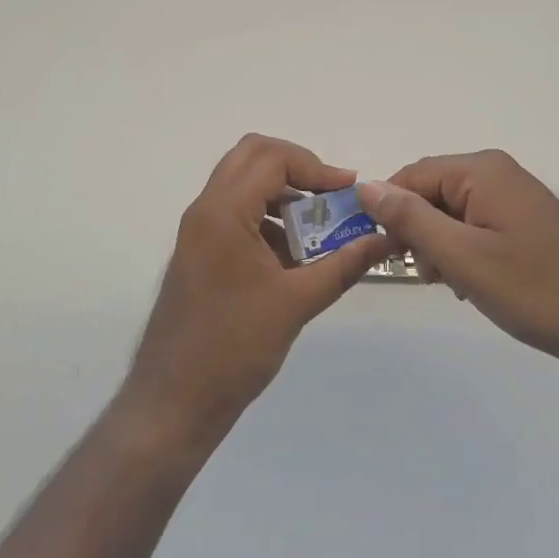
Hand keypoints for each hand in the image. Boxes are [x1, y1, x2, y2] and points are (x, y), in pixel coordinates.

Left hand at [121, 135, 387, 452]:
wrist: (174, 400)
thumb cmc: (234, 348)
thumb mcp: (296, 303)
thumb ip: (343, 264)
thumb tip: (384, 239)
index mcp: (223, 211)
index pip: (272, 158)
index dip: (315, 167)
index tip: (349, 192)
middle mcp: (205, 209)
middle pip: (252, 157)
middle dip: (297, 168)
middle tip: (330, 196)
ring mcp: (199, 230)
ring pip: (243, 184)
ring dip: (282, 194)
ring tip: (319, 227)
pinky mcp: (200, 251)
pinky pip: (237, 214)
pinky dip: (267, 219)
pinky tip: (295, 257)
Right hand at [358, 151, 558, 379]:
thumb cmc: (536, 290)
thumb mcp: (462, 257)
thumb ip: (410, 219)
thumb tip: (366, 187)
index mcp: (481, 170)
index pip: (411, 176)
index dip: (390, 211)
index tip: (384, 254)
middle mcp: (498, 172)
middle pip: (433, 191)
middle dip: (420, 231)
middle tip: (428, 276)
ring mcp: (517, 196)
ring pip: (453, 212)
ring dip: (442, 245)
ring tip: (454, 284)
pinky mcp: (529, 220)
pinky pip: (478, 224)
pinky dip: (467, 250)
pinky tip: (476, 283)